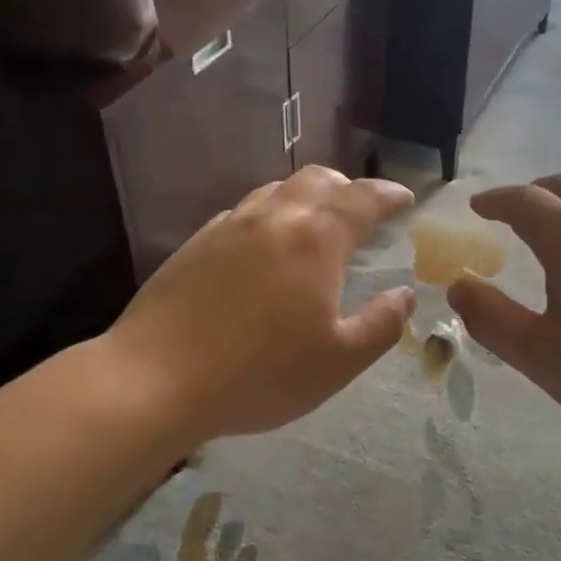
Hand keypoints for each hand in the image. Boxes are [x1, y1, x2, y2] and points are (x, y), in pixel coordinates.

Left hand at [106, 167, 415, 446]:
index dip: (389, 195)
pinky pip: (243, 213)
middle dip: (348, 189)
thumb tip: (404, 296)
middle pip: (318, 180)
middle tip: (362, 213)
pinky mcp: (195, 244)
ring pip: (277, 191)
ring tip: (315, 227)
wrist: (155, 380)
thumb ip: (381, 325)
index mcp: (316, 240)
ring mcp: (229, 227)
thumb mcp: (338, 362)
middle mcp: (274, 218)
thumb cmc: (259, 374)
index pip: (363, 199)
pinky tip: (263, 249)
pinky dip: (269, 216)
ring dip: (306, 198)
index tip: (405, 199)